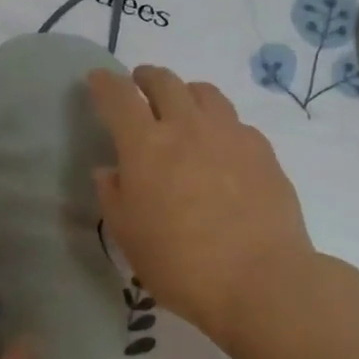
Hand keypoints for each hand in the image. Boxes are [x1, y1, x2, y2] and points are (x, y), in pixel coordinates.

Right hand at [88, 65, 315, 351]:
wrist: (261, 280)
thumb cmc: (180, 262)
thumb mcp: (128, 235)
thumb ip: (113, 195)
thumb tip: (109, 171)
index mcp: (145, 145)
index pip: (118, 97)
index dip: (104, 83)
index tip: (97, 78)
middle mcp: (186, 127)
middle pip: (164, 81)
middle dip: (145, 77)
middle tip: (139, 85)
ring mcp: (228, 134)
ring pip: (204, 92)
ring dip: (185, 92)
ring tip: (181, 108)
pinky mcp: (261, 149)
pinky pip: (233, 120)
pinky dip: (217, 122)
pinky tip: (219, 145)